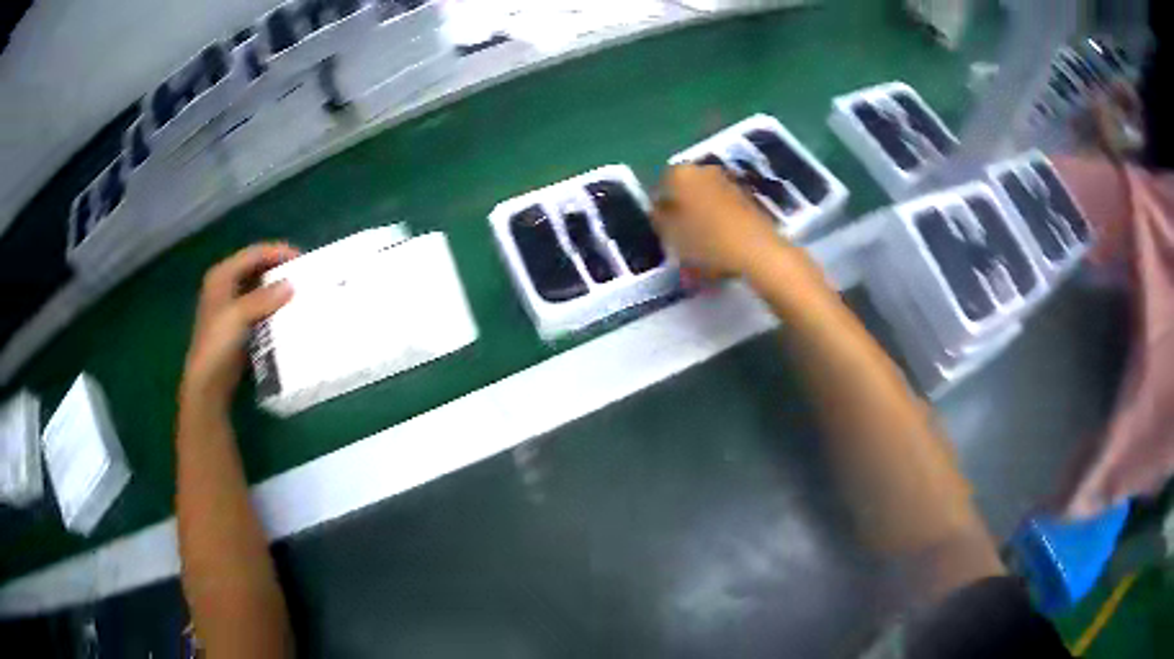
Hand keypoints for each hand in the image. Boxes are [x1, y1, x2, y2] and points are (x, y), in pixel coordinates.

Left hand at [181, 243, 299, 408]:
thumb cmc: (218, 345)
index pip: (254, 253)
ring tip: (299, 292)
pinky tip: (287, 313)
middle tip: (303, 274)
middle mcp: (225, 286)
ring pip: (259, 288)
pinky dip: (273, 307)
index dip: (277, 252)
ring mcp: (231, 307)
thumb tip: (292, 285)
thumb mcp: (239, 315)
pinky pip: (259, 308)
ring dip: (277, 289)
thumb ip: (264, 298)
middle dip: (278, 269)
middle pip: (256, 268)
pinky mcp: (238, 326)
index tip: (302, 259)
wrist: (208, 384)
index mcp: (222, 275)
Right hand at [652, 164, 783, 278]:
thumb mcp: (670, 235)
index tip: (663, 229)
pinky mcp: (748, 196)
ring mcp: (729, 180)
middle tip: (681, 236)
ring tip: (703, 244)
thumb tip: (659, 209)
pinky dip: (720, 221)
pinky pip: (724, 208)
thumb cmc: (706, 240)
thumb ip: (659, 219)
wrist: (756, 250)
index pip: (660, 185)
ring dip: (702, 215)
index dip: (660, 209)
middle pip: (685, 189)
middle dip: (682, 209)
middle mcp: (704, 169)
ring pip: (706, 198)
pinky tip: (722, 243)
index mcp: (680, 173)